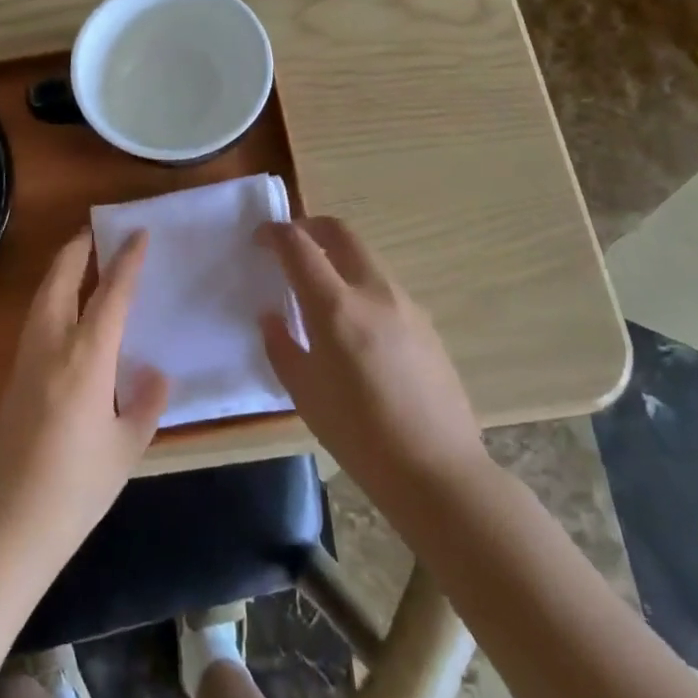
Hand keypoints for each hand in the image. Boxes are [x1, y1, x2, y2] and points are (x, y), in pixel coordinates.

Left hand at [0, 230, 169, 570]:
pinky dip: (52, 301)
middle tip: (94, 230)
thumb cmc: (74, 491)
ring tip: (81, 260)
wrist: (4, 530)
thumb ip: (144, 404)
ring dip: (60, 272)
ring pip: (42, 299)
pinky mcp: (11, 382)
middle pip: (60, 281)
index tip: (138, 233)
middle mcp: (51, 348)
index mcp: (85, 360)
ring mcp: (25, 363)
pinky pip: (35, 324)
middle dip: (76, 250)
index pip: (110, 295)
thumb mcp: (125, 449)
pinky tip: (66, 315)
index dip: (126, 261)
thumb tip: (156, 373)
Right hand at [258, 218, 486, 513]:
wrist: (438, 471)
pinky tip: (355, 325)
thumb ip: (281, 346)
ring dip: (338, 256)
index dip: (275, 234)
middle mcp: (374, 292)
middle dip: (311, 227)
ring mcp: (406, 304)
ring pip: (366, 258)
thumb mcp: (305, 394)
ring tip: (320, 287)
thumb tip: (271, 316)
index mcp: (337, 308)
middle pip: (341, 233)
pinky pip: (385, 288)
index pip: (300, 247)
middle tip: (290, 242)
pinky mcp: (426, 323)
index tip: (260, 237)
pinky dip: (361, 285)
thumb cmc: (359, 436)